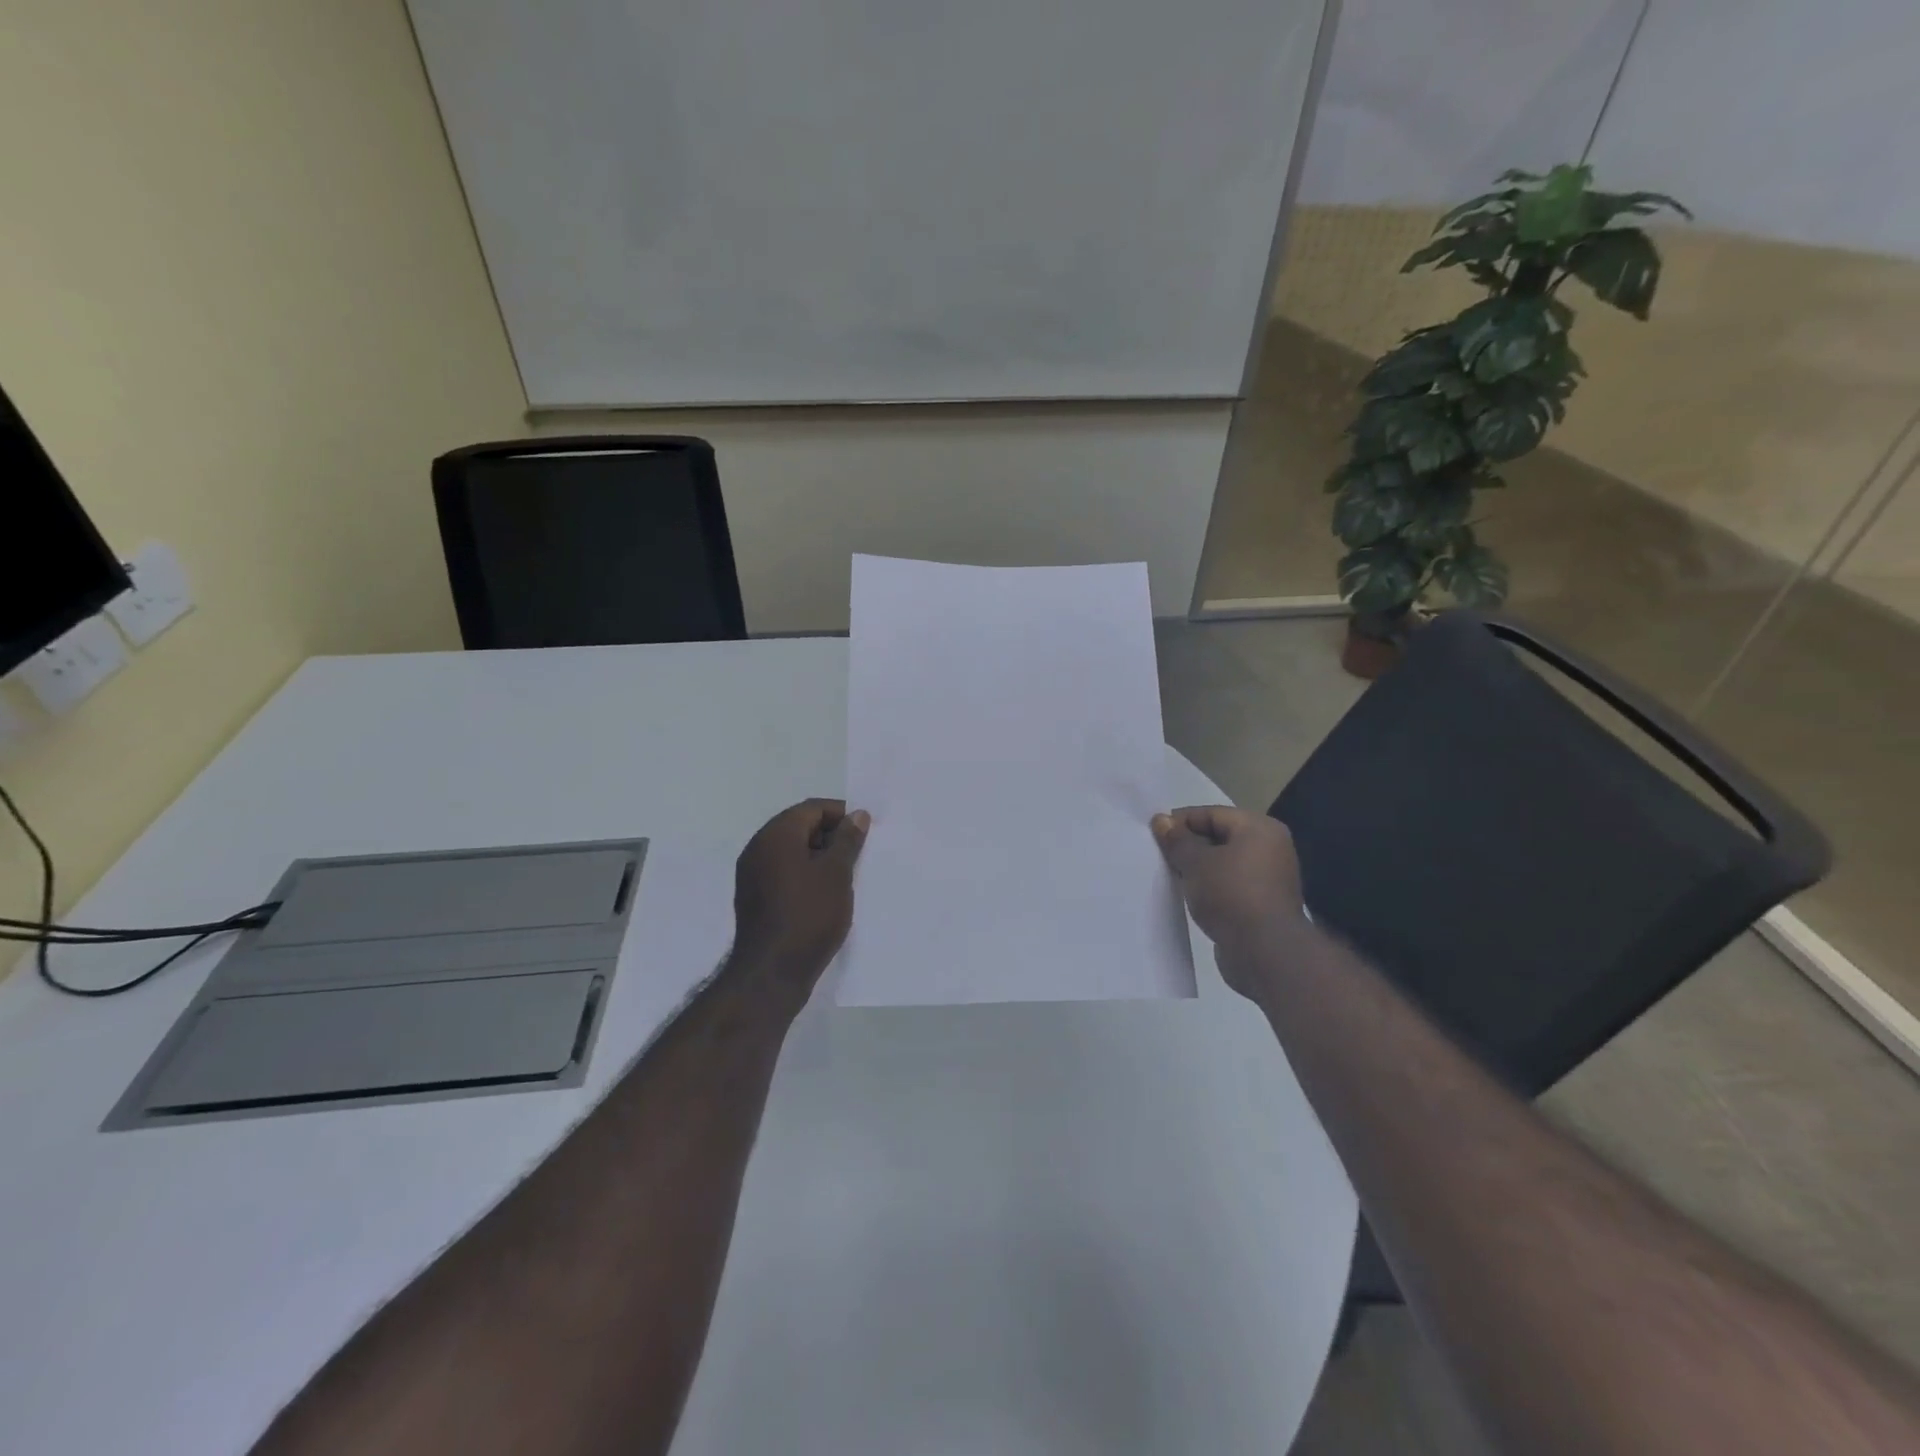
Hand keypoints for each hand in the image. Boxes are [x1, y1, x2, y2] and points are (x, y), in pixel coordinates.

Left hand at [732, 799, 869, 998]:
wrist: (772, 973)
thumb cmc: (809, 914)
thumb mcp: (837, 873)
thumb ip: (847, 840)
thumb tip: (857, 815)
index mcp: (775, 835)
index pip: (812, 808)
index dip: (841, 815)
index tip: (866, 832)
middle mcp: (758, 848)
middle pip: (799, 827)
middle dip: (831, 836)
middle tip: (859, 854)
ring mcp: (752, 875)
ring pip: (791, 852)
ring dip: (819, 857)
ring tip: (847, 876)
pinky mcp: (754, 899)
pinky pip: (783, 873)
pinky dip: (805, 875)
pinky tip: (826, 895)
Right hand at [1152, 806, 1304, 994]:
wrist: (1265, 952)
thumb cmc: (1231, 894)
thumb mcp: (1195, 862)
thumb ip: (1177, 840)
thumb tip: (1161, 820)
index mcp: (1260, 829)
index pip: (1212, 813)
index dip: (1181, 821)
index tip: (1154, 834)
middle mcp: (1270, 849)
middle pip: (1219, 837)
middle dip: (1188, 845)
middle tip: (1160, 855)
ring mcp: (1269, 879)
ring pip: (1223, 864)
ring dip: (1198, 869)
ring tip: (1171, 876)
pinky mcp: (1262, 905)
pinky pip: (1229, 886)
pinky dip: (1210, 888)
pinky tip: (1189, 896)